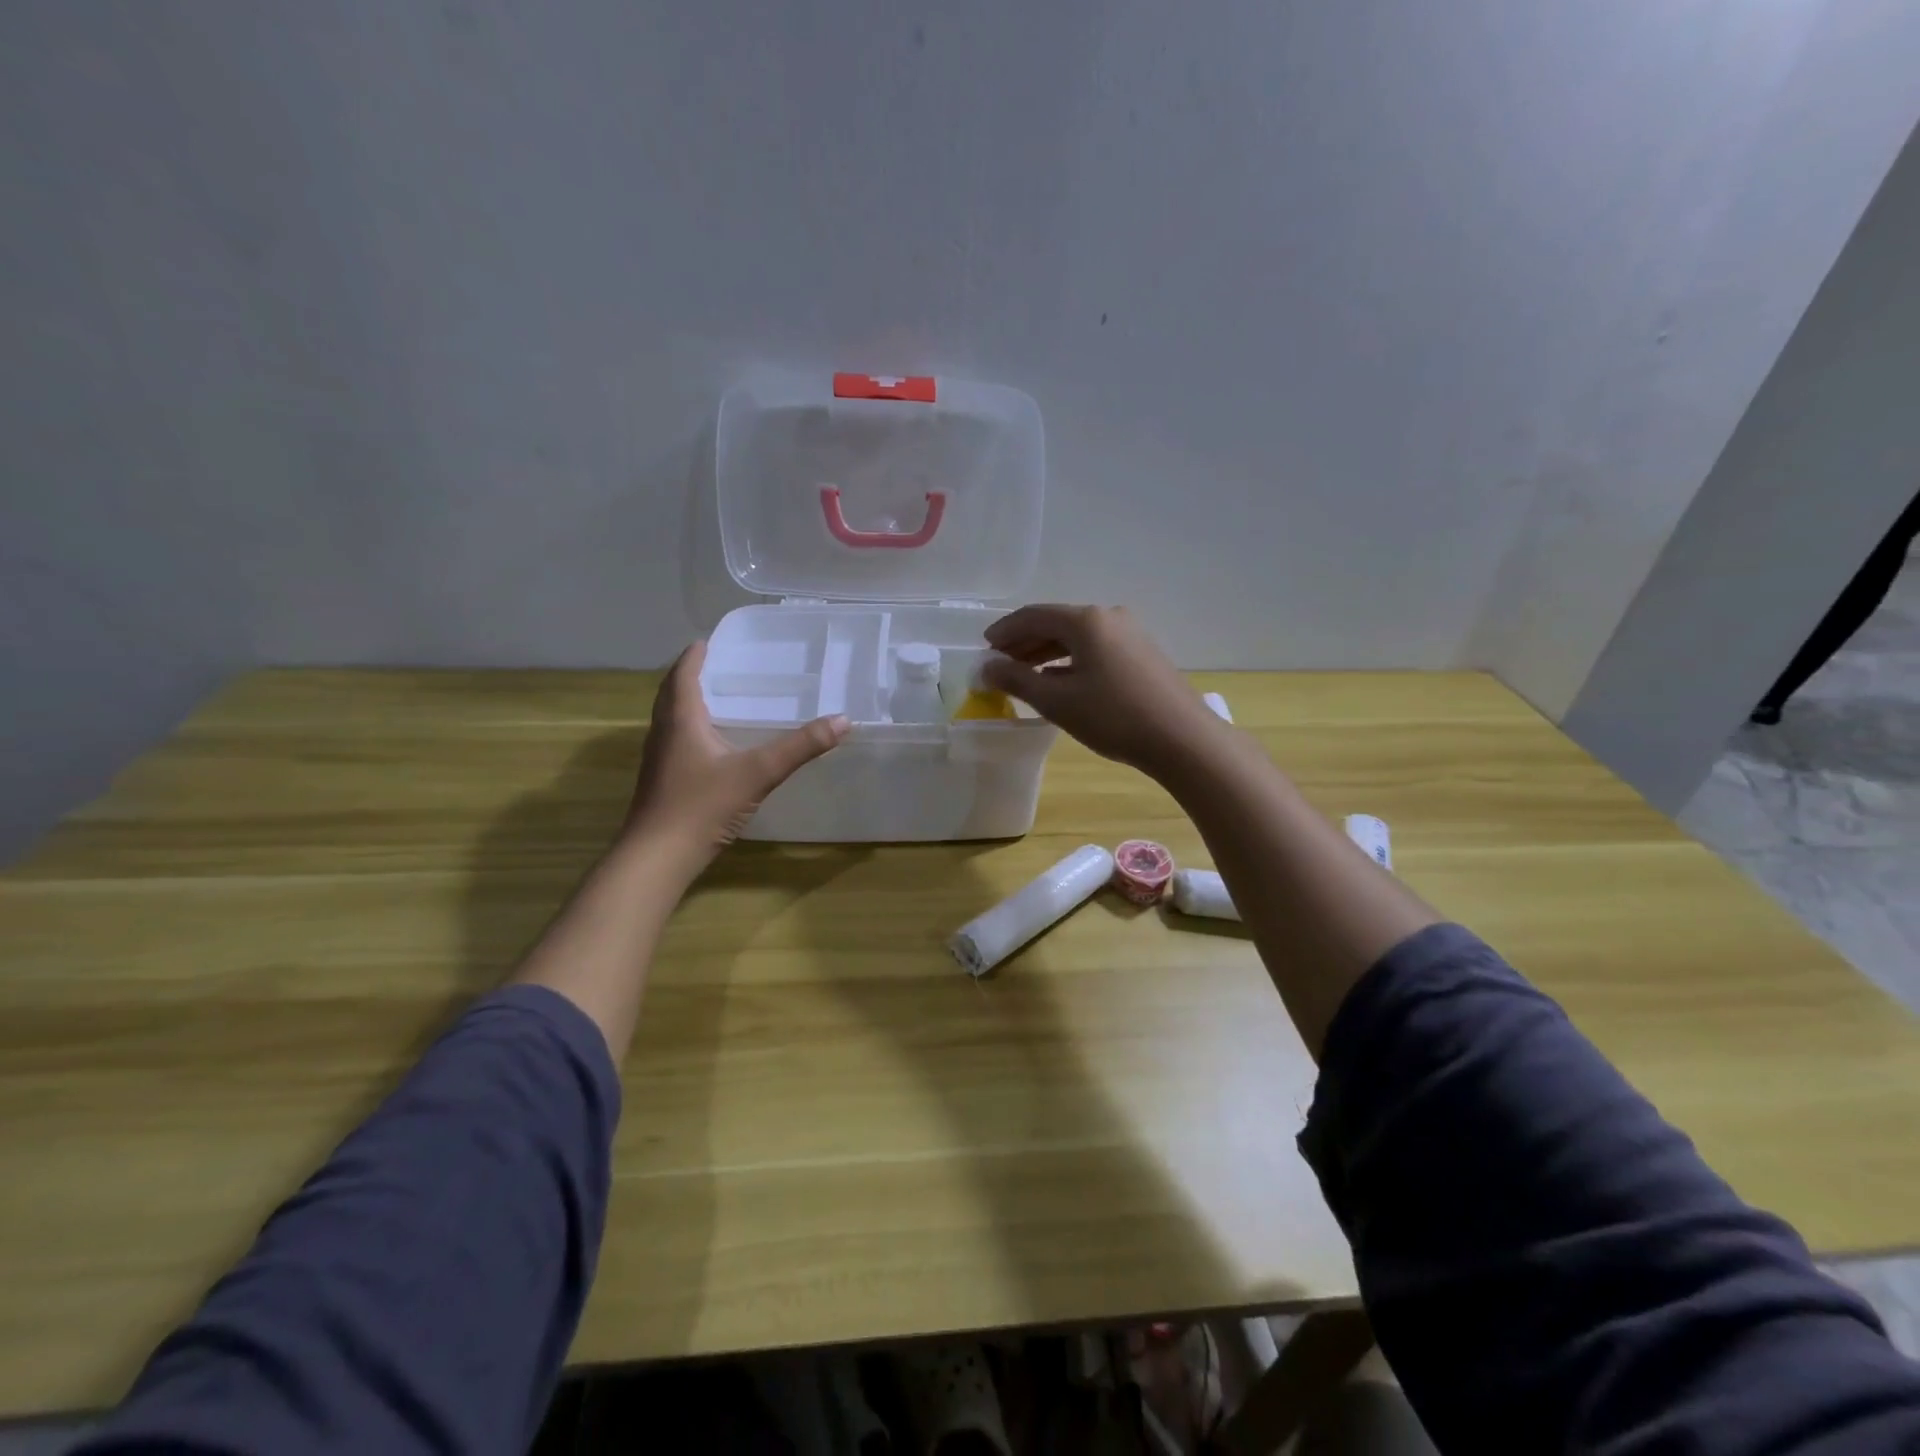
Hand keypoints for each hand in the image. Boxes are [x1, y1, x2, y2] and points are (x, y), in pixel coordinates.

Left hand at [625, 641, 849, 877]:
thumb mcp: (758, 773)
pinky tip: (712, 747)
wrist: (656, 858)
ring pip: (670, 720)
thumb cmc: (702, 806)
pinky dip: (690, 730)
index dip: (694, 657)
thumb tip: (842, 720)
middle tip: (715, 666)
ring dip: (686, 704)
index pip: (683, 676)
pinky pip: (675, 742)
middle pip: (671, 695)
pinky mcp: (662, 782)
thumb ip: (800, 747)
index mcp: (681, 720)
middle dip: (689, 677)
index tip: (707, 641)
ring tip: (715, 700)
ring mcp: (659, 760)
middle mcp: (664, 734)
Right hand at [980, 604, 1227, 777]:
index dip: (1005, 631)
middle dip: (1024, 642)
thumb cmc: (1113, 716)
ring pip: (1077, 637)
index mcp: (1086, 620)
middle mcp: (1109, 617)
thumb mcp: (1058, 701)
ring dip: (1047, 652)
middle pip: (1056, 623)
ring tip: (1024, 673)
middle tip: (1000, 663)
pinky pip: (1096, 649)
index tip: (984, 648)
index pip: (1033, 616)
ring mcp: (1130, 634)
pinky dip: (1071, 660)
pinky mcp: (1142, 654)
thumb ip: (1017, 681)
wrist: (1182, 738)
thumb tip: (988, 668)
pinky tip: (1060, 680)